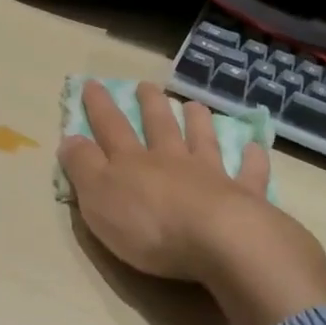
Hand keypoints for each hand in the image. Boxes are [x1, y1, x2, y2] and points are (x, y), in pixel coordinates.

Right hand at [58, 80, 325, 324]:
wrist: (217, 240)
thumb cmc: (148, 225)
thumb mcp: (98, 198)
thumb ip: (83, 167)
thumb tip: (70, 138)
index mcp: (132, 163)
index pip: (111, 128)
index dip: (99, 107)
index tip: (92, 84)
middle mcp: (171, 161)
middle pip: (159, 126)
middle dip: (150, 105)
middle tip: (146, 86)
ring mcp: (210, 175)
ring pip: (202, 141)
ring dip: (197, 122)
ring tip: (194, 106)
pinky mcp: (243, 196)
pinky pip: (249, 172)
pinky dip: (252, 159)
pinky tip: (255, 147)